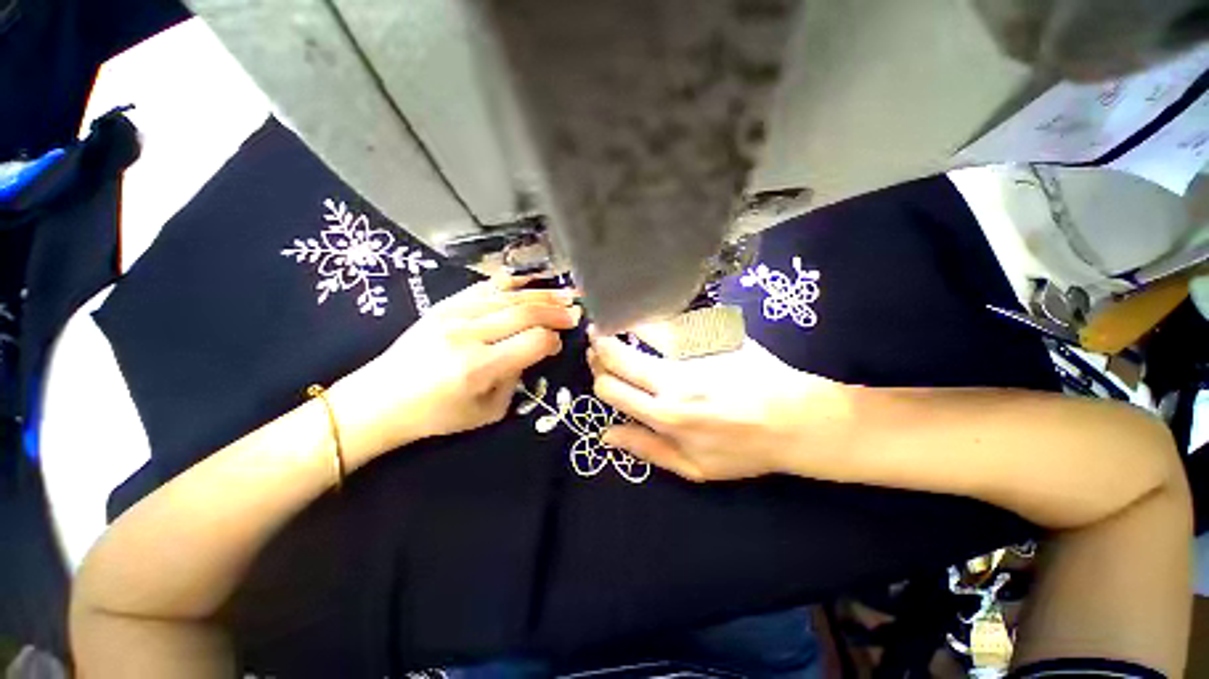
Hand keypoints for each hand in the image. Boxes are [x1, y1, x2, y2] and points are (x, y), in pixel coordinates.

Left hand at [328, 276, 580, 467]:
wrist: (379, 400)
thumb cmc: (436, 415)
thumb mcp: (487, 412)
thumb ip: (515, 379)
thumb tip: (532, 351)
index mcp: (479, 367)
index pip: (533, 342)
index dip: (552, 341)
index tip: (558, 345)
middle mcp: (468, 335)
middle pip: (525, 312)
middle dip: (556, 311)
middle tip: (575, 310)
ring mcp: (453, 315)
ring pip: (508, 296)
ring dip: (540, 294)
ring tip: (562, 294)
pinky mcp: (443, 306)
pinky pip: (483, 287)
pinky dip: (510, 283)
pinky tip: (527, 281)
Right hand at [588, 329, 855, 481]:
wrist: (796, 420)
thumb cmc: (744, 449)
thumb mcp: (694, 468)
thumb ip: (647, 449)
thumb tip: (606, 433)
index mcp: (664, 415)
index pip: (609, 388)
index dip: (598, 376)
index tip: (597, 367)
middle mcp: (672, 380)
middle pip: (617, 354)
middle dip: (600, 344)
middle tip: (599, 336)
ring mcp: (693, 352)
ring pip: (642, 328)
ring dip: (626, 324)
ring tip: (623, 321)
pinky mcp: (712, 334)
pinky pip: (675, 319)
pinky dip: (659, 319)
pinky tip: (658, 320)